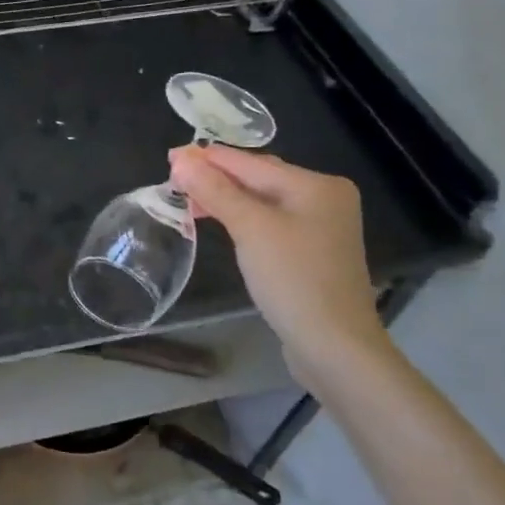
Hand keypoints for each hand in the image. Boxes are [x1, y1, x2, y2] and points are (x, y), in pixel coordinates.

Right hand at [168, 145, 394, 387]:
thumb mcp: (251, 229)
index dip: (207, 159)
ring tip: (188, 200)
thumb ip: (215, 191)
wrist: (335, 348)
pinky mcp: (312, 253)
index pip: (250, 162)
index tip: (170, 156)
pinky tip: (220, 222)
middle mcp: (324, 198)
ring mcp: (321, 228)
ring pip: (263, 202)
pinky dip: (243, 219)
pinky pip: (270, 224)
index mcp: (316, 185)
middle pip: (258, 178)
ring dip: (226, 199)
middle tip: (174, 178)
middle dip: (216, 178)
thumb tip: (181, 160)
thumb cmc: (294, 280)